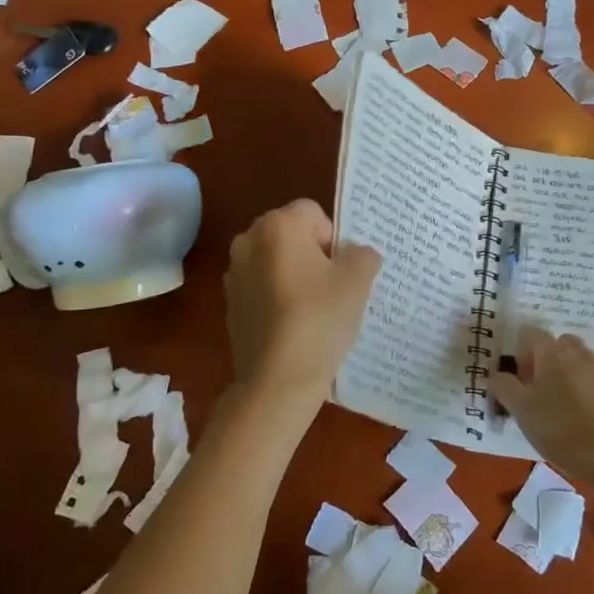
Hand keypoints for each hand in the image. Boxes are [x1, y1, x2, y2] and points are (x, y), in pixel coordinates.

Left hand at [224, 200, 381, 414]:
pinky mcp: (230, 304)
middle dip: (313, 254)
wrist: (277, 380)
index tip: (341, 270)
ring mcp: (234, 274)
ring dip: (294, 275)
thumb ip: (363, 256)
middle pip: (291, 234)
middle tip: (332, 287)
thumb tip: (358, 255)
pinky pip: (262, 288)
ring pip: (276, 262)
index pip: (313, 213)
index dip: (333, 238)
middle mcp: (248, 241)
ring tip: (314, 309)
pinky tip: (293, 326)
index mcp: (277, 226)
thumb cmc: (319, 319)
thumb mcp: (357, 282)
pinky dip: (278, 297)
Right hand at [488, 328, 593, 483]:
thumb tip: (495, 375)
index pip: (531, 334)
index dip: (521, 353)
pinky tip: (583, 418)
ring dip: (568, 374)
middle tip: (539, 391)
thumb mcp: (520, 410)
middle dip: (547, 360)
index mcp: (553, 352)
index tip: (520, 380)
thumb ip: (504, 387)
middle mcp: (579, 353)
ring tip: (562, 407)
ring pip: (579, 361)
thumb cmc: (559, 428)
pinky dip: (587, 390)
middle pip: (559, 344)